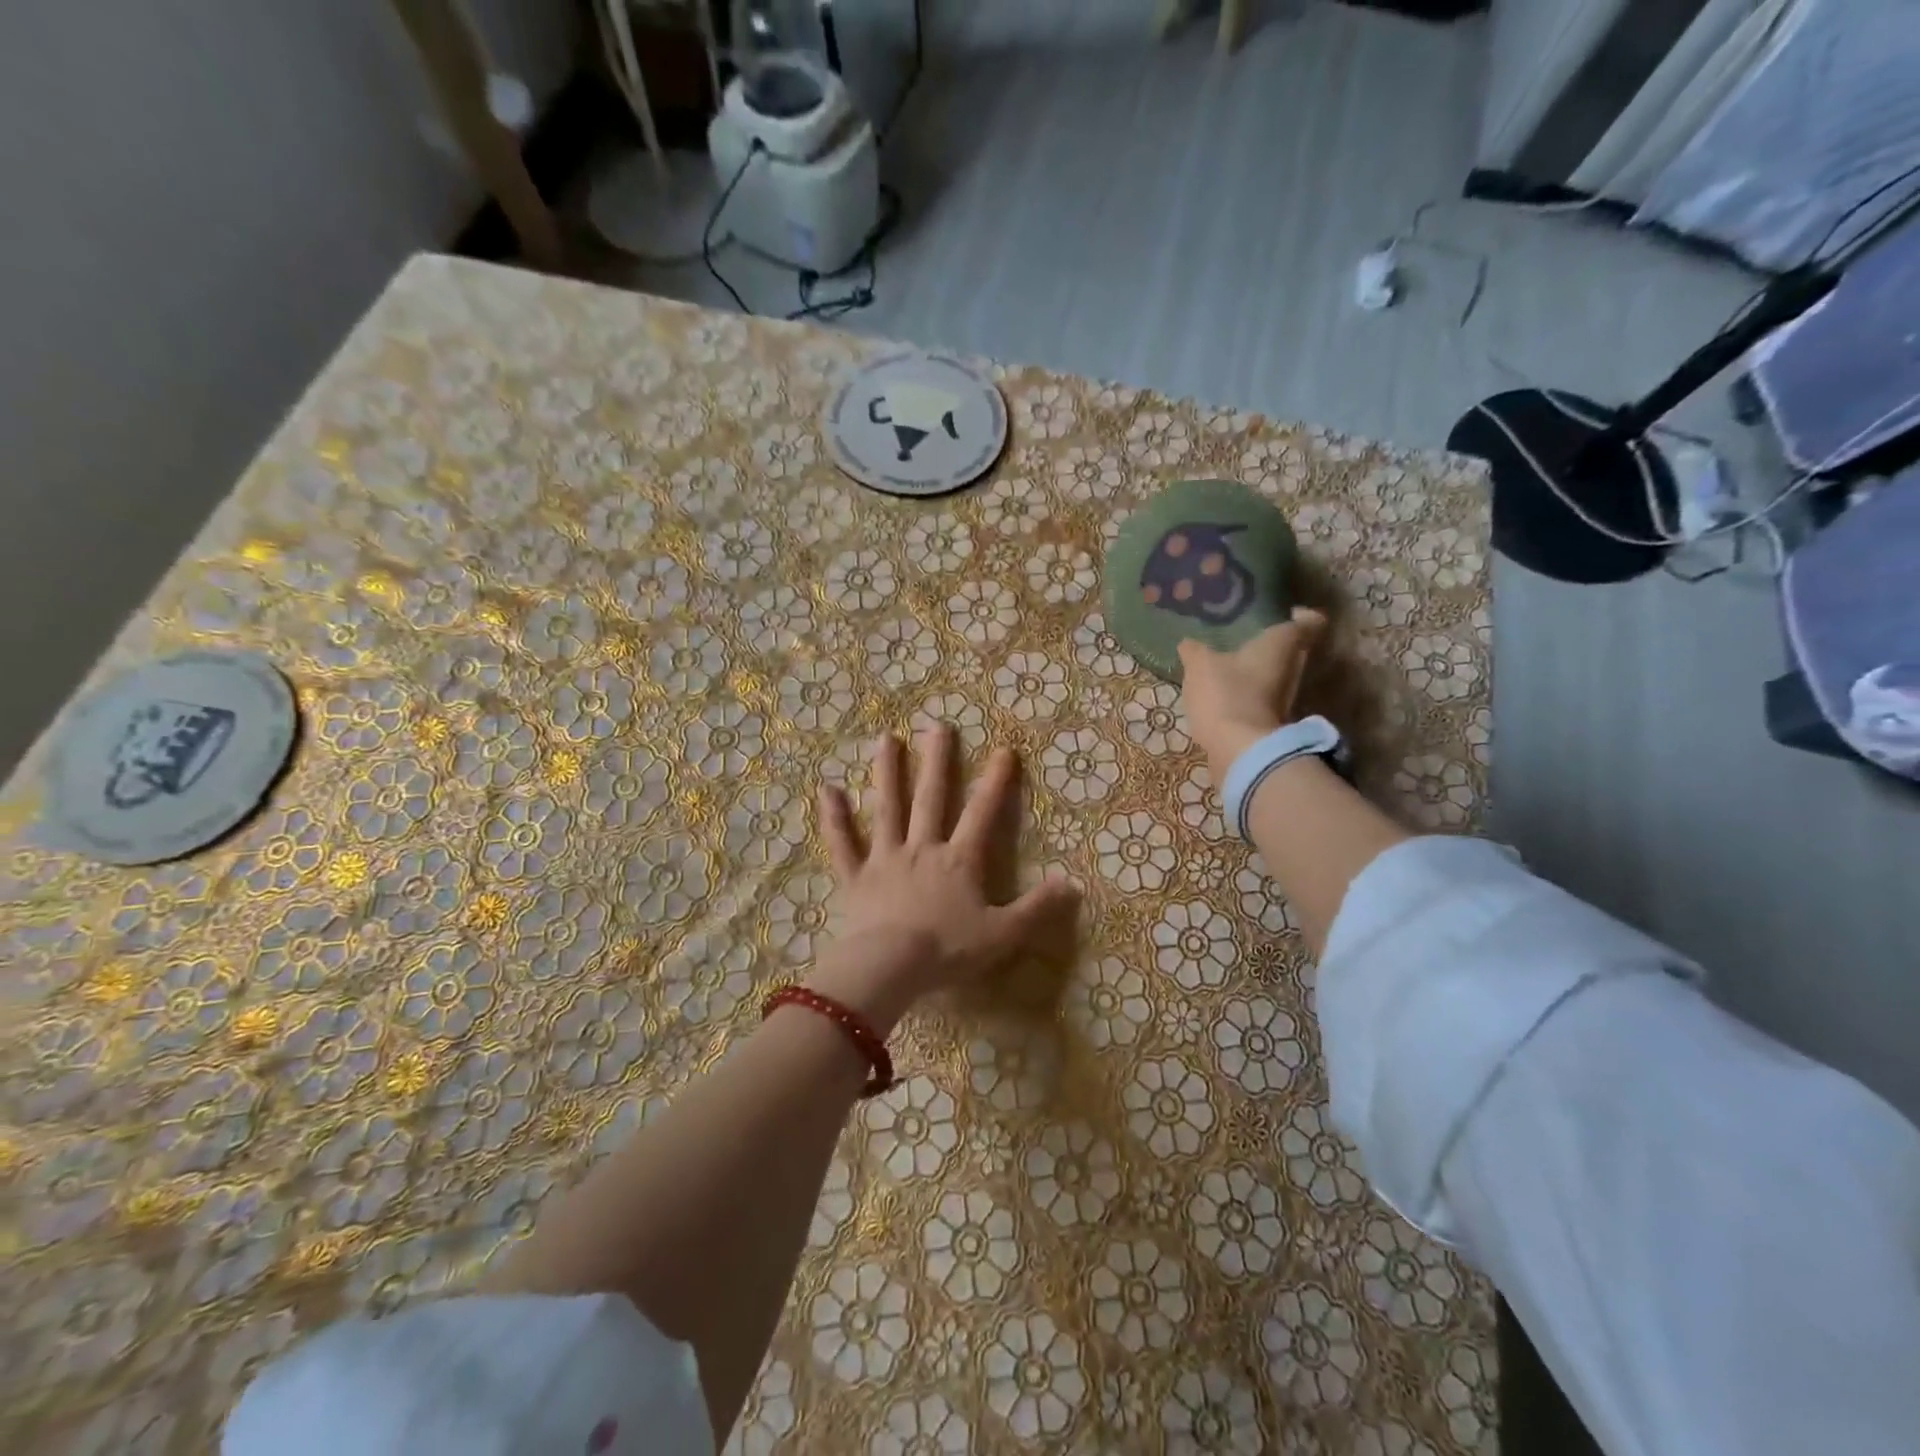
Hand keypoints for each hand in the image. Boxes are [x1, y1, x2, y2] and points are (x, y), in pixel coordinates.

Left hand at [810, 727, 1079, 1033]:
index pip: (982, 814)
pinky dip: (835, 818)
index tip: (1003, 750)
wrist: (889, 967)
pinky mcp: (855, 877)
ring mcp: (886, 859)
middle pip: (931, 798)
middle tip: (938, 726)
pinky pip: (843, 843)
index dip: (995, 782)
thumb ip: (1037, 908)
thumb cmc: (947, 950)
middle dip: (938, 761)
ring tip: (886, 738)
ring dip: (887, 773)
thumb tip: (1073, 883)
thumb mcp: (1002, 934)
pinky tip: (827, 790)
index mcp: (958, 861)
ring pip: (887, 808)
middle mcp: (922, 848)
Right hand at [1177, 608, 1327, 771]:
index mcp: (1281, 644)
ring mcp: (1285, 698)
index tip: (1281, 612)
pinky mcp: (1271, 720)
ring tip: (1227, 663)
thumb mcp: (1200, 665)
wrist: (1239, 750)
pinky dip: (1248, 694)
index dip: (1299, 615)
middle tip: (1244, 636)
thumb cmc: (1226, 694)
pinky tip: (1223, 693)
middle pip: (1292, 649)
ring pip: (1276, 675)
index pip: (1308, 621)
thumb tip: (1188, 643)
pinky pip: (1262, 698)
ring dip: (1257, 670)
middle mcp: (1293, 668)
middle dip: (1271, 643)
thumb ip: (1194, 651)